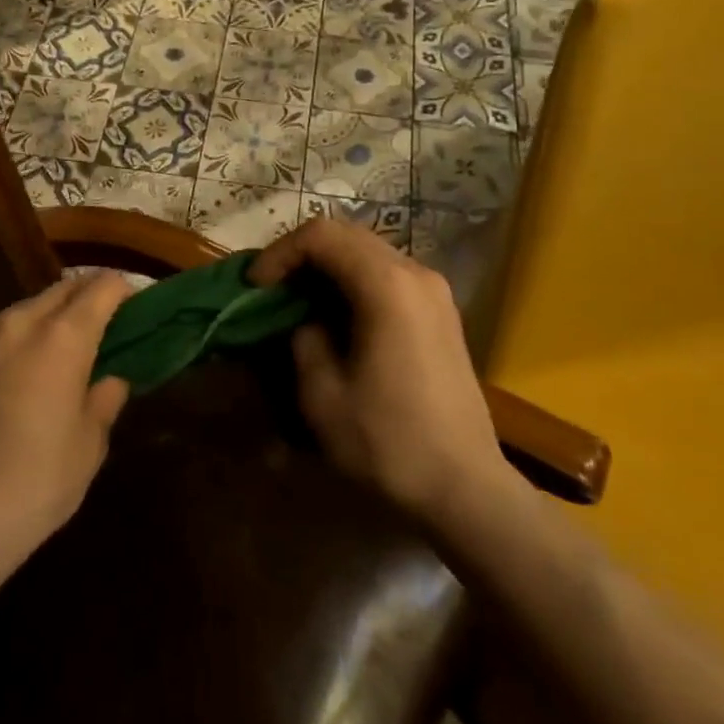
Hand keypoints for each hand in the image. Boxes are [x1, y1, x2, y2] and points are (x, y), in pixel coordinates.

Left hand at [0, 271, 132, 580]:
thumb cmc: (35, 484)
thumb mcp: (89, 447)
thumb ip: (104, 400)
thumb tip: (110, 380)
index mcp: (62, 337)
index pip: (102, 287)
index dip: (124, 290)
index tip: (135, 306)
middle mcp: (17, 324)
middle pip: (61, 290)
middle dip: (85, 298)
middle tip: (102, 326)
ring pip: (20, 313)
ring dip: (44, 321)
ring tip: (52, 355)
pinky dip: (7, 348)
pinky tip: (6, 384)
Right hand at [250, 218, 506, 521]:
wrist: (466, 487)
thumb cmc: (389, 442)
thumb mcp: (322, 395)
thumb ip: (303, 339)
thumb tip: (304, 319)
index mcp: (387, 285)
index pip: (322, 236)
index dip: (280, 253)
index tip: (256, 287)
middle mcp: (415, 273)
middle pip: (347, 235)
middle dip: (302, 255)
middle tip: (272, 289)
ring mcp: (435, 290)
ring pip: (368, 252)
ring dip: (328, 267)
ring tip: (300, 302)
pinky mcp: (441, 311)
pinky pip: (388, 275)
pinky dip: (354, 282)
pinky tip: (338, 317)